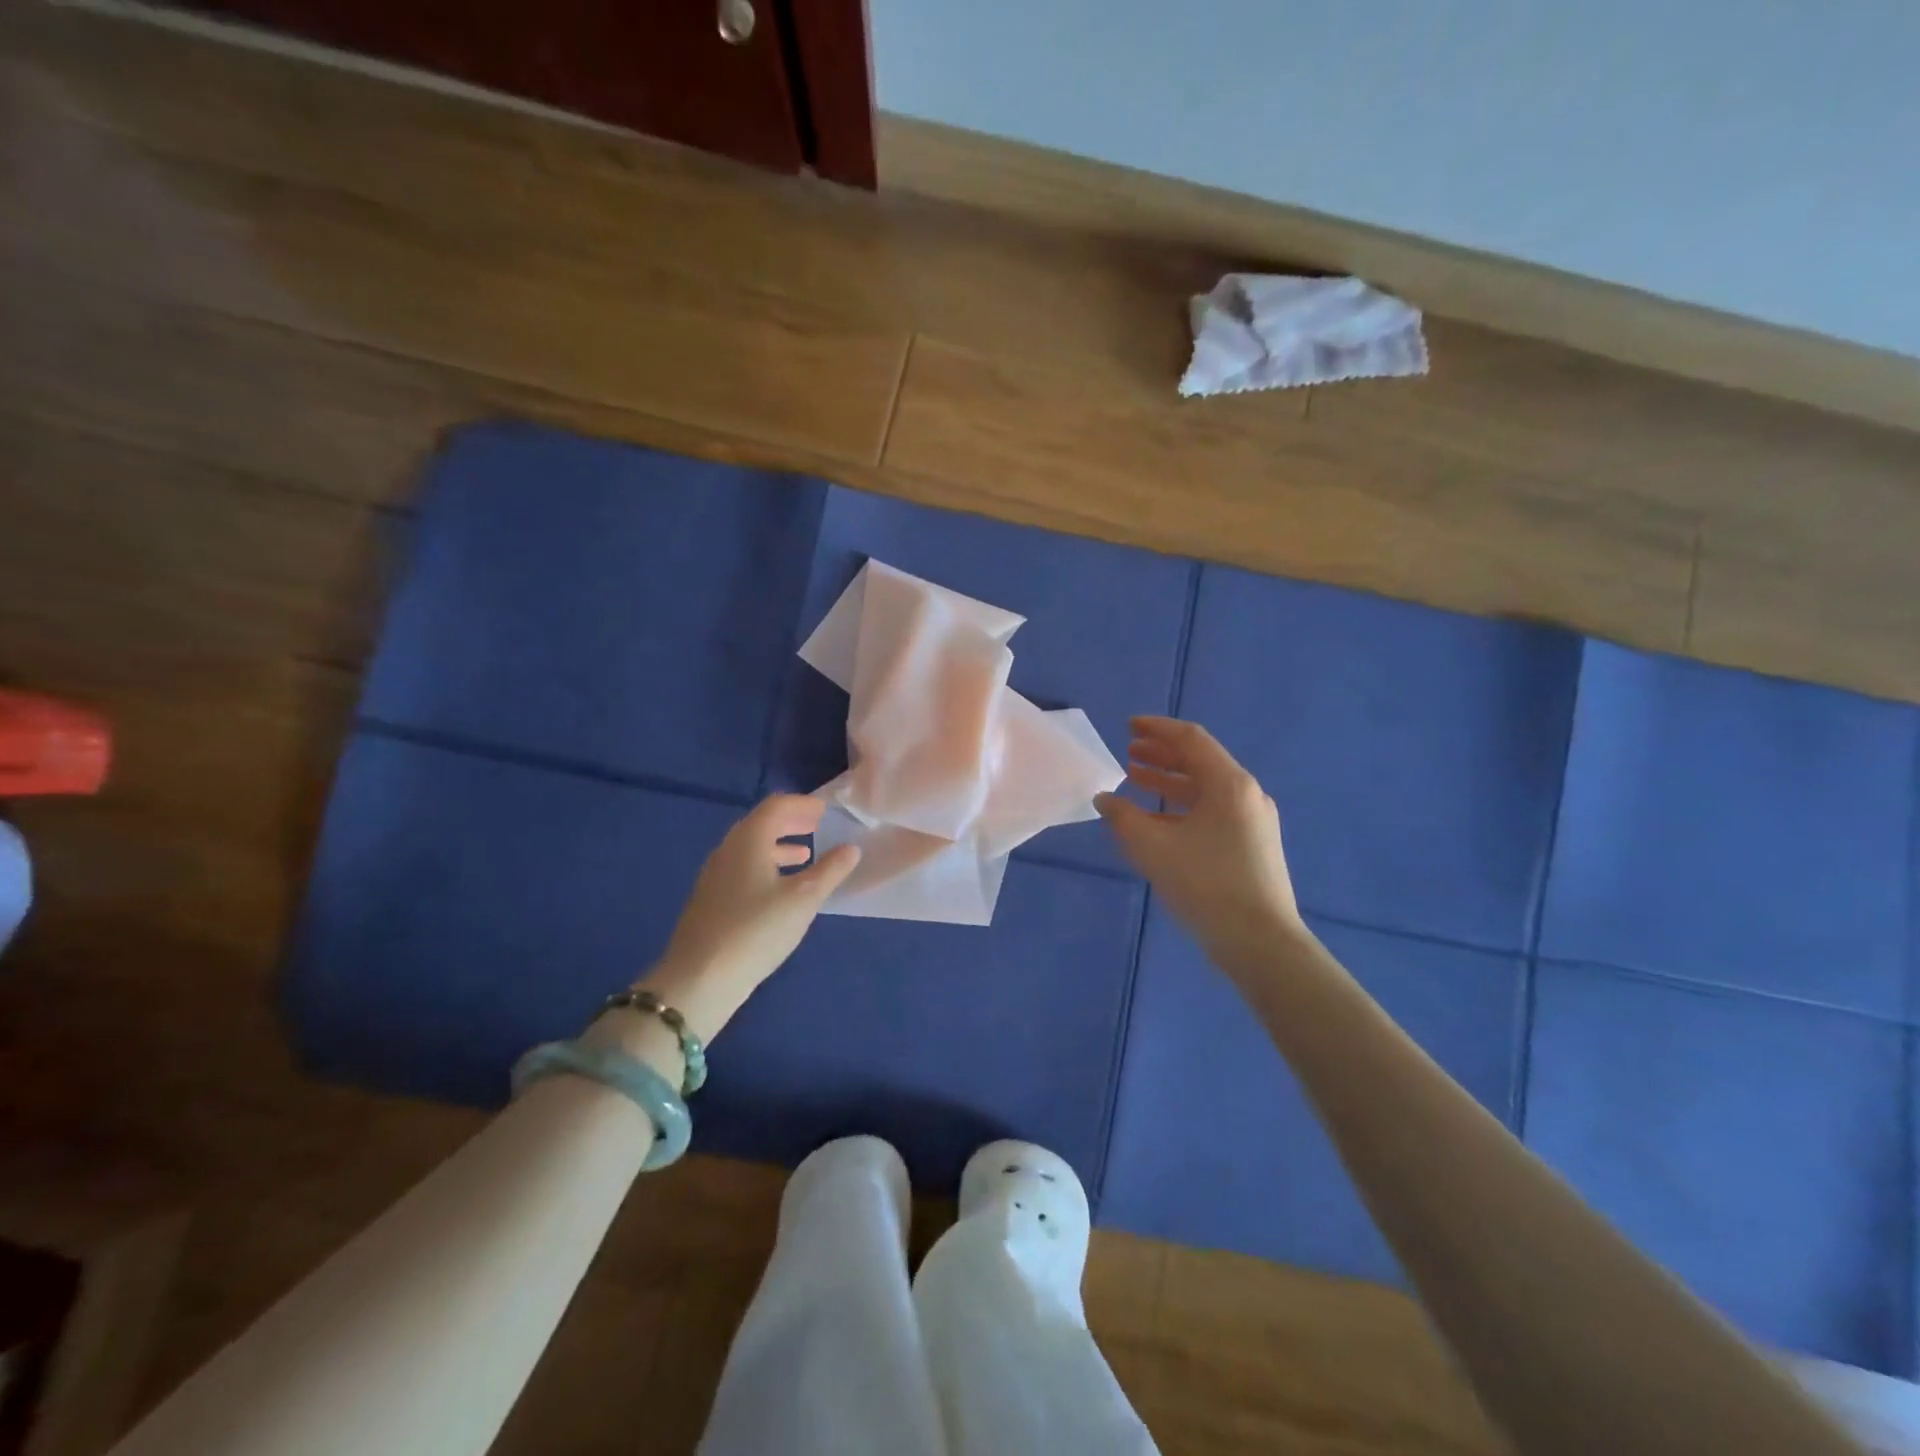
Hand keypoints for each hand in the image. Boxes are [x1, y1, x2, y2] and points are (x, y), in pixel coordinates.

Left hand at [640, 795, 859, 1039]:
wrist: (699, 979)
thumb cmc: (757, 930)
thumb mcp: (804, 899)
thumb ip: (831, 870)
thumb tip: (851, 848)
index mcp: (748, 840)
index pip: (776, 805)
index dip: (802, 804)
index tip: (824, 810)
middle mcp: (727, 849)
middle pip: (760, 823)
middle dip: (790, 821)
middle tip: (817, 825)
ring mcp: (714, 875)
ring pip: (750, 848)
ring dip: (778, 845)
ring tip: (804, 855)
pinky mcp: (710, 899)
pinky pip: (742, 868)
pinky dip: (765, 865)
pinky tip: (779, 889)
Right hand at [1096, 717, 1305, 972]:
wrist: (1261, 942)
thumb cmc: (1205, 884)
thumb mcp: (1153, 847)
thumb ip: (1123, 817)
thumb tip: (1105, 799)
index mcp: (1229, 784)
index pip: (1191, 740)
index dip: (1157, 729)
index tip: (1128, 726)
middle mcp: (1246, 795)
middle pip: (1200, 761)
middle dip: (1162, 755)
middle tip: (1129, 753)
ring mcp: (1254, 821)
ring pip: (1206, 789)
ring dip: (1170, 782)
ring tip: (1136, 781)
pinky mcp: (1253, 845)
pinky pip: (1213, 811)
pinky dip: (1183, 807)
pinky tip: (1159, 821)